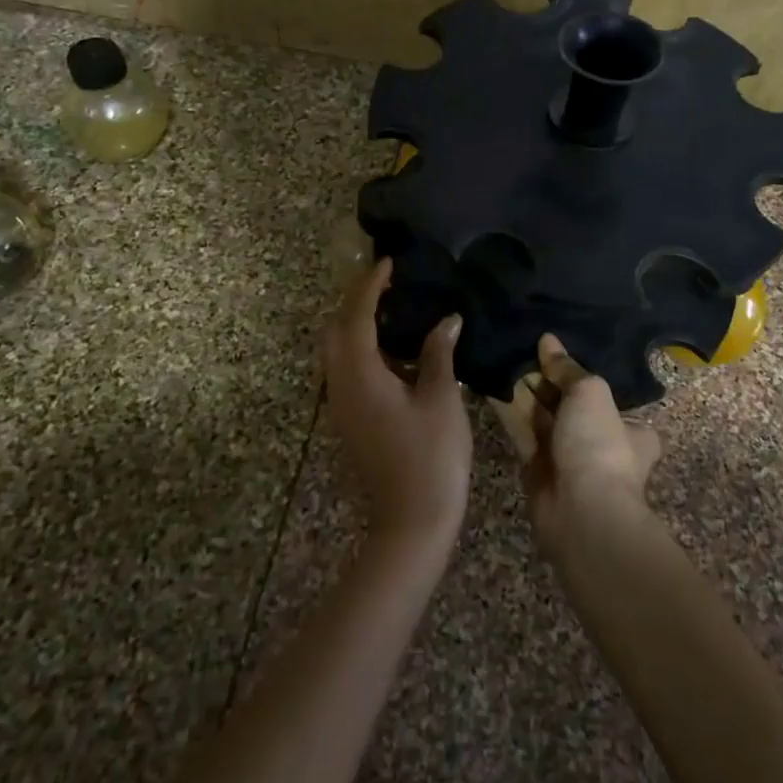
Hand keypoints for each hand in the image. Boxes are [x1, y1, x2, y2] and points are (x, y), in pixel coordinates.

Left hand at [319, 259, 471, 551]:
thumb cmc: (431, 456)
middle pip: (335, 330)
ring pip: (336, 351)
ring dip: (357, 325)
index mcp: (360, 374)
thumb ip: (438, 353)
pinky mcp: (349, 420)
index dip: (369, 285)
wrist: (411, 520)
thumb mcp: (440, 398)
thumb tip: (447, 319)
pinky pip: (346, 370)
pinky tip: (394, 349)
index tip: (388, 263)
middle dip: (355, 301)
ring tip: (393, 308)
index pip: (356, 316)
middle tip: (389, 284)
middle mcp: (340, 384)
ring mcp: (341, 405)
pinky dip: (362, 348)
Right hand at [491, 334, 662, 551]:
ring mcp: (567, 456)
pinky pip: (520, 430)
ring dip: (524, 389)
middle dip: (547, 378)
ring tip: (501, 355)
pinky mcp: (536, 467)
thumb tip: (548, 340)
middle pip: (569, 402)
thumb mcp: (590, 392)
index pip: (606, 394)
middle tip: (521, 345)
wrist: (581, 512)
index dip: (580, 372)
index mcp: (631, 427)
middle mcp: (600, 441)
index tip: (556, 349)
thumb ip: (568, 368)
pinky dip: (507, 408)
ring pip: (542, 415)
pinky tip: (490, 381)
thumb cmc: (599, 445)